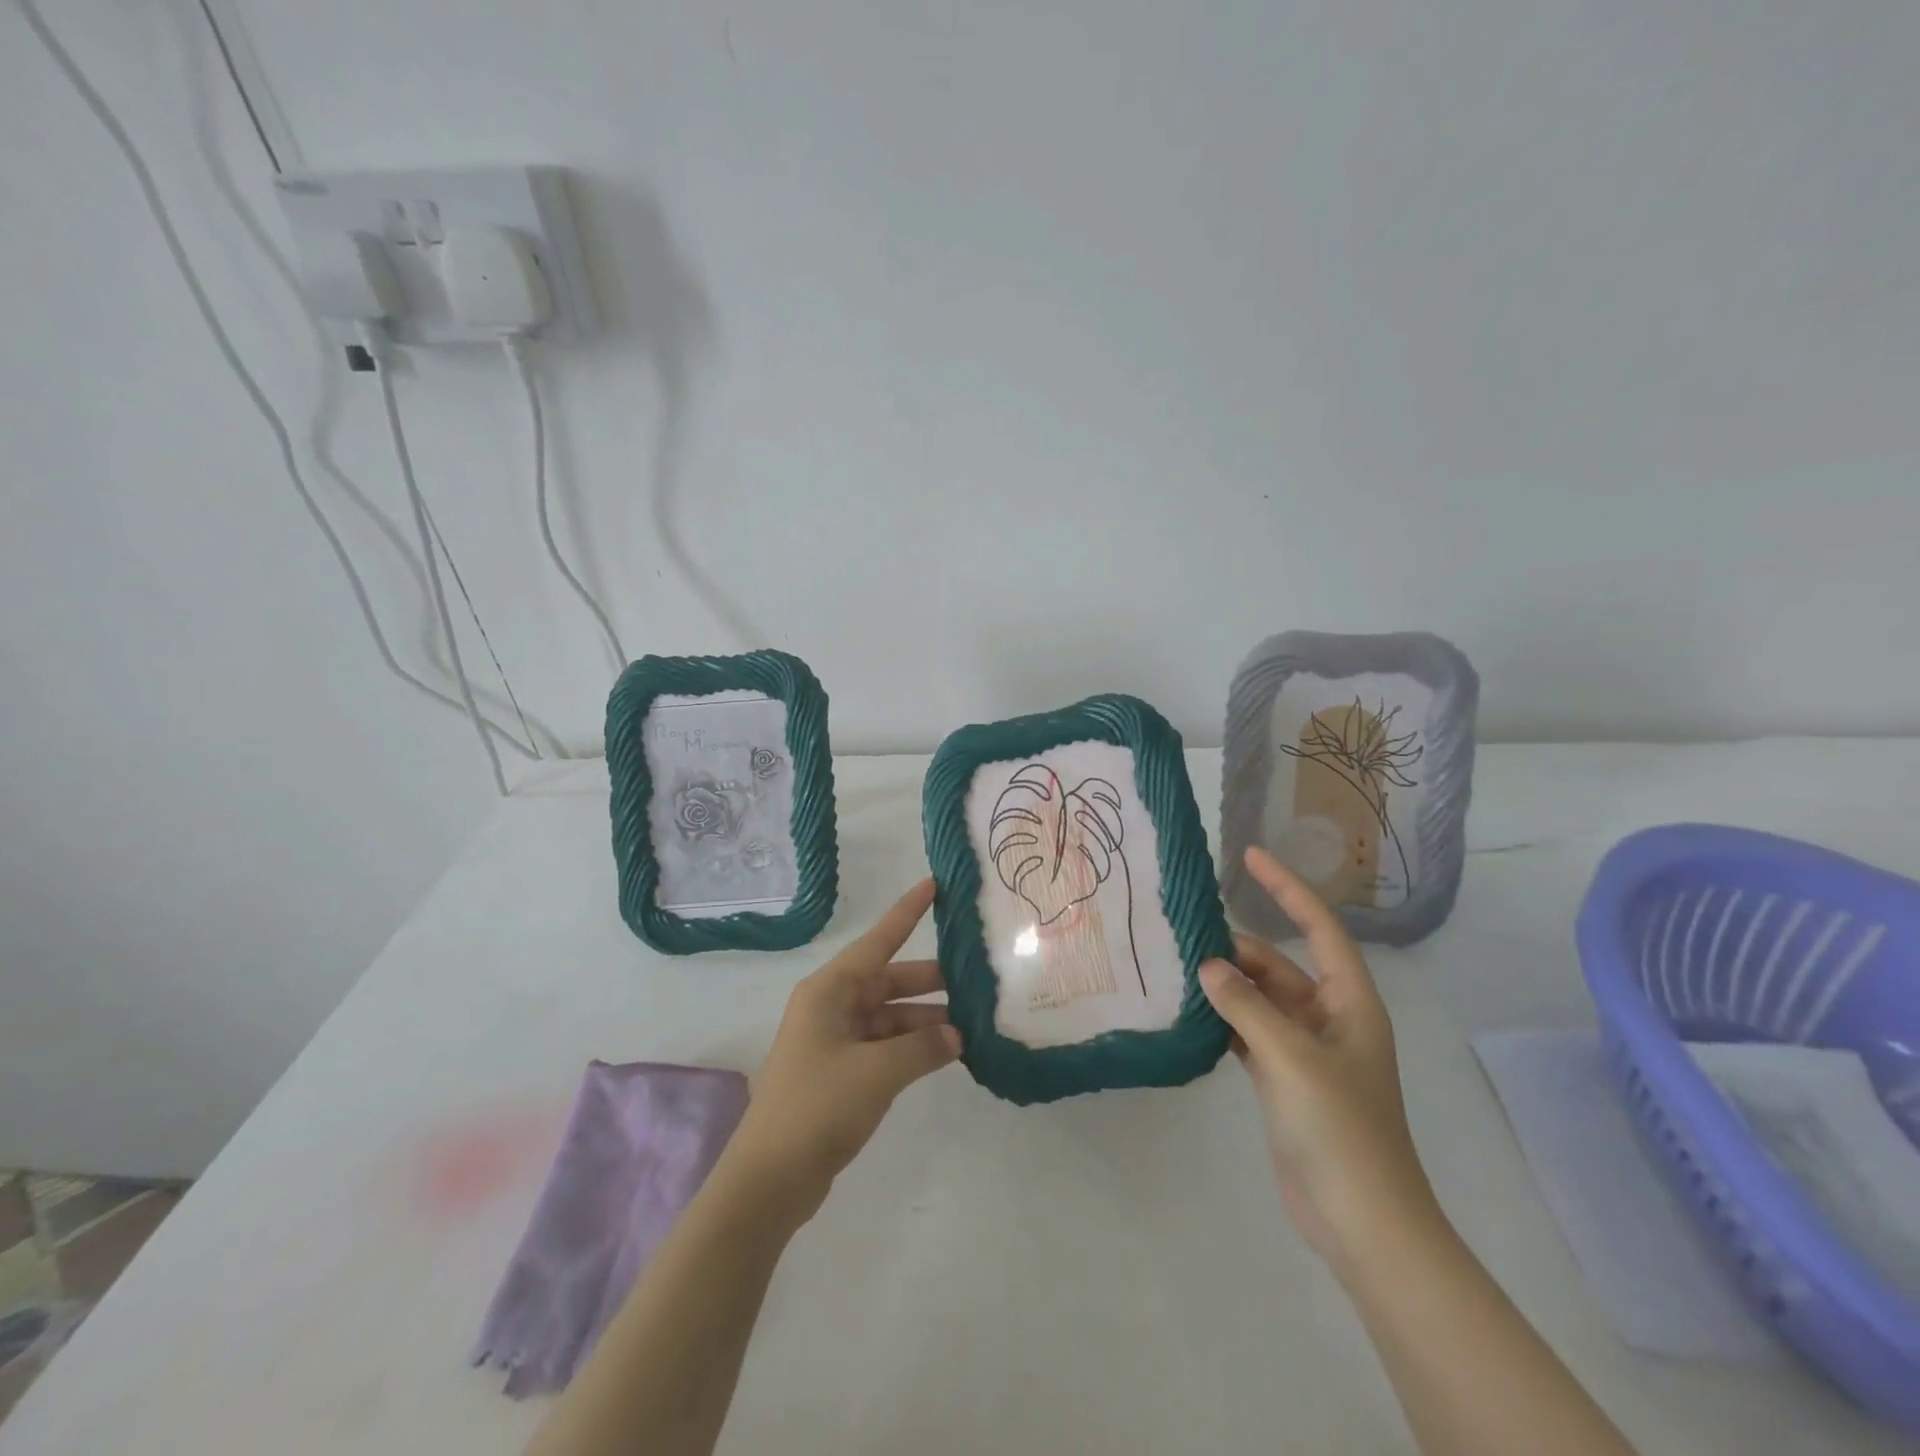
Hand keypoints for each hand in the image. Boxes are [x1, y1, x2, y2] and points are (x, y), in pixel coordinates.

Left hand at [720, 879, 961, 1224]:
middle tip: (976, 978)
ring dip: (925, 1020)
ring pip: (890, 1016)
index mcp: (830, 991)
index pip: (878, 941)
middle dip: (930, 981)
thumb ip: (923, 1047)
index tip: (934, 884)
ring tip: (971, 1025)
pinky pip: (884, 1045)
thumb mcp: (877, 1073)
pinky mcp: (840, 1071)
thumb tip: (957, 1034)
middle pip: (888, 980)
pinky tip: (945, 1054)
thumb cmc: (818, 1107)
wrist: (769, 1179)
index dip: (907, 912)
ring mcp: (835, 1040)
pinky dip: (912, 1047)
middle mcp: (832, 1006)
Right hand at [1201, 847, 1438, 1273]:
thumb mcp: (1291, 1058)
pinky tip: (1190, 1011)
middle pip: (1280, 964)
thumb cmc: (1340, 1130)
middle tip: (1184, 935)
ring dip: (1227, 984)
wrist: (1361, 1221)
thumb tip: (1208, 964)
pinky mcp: (1283, 1077)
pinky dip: (1224, 1018)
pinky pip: (1249, 1030)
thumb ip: (1246, 1006)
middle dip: (1238, 948)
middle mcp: (1328, 1017)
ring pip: (1260, 998)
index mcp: (1349, 1002)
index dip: (1287, 888)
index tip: (1249, 856)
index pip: (1320, 927)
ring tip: (1177, 967)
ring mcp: (1305, 1049)